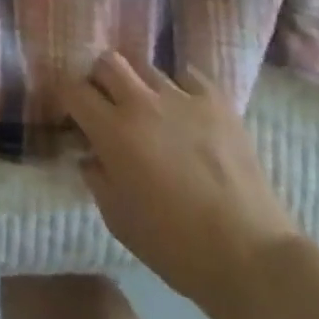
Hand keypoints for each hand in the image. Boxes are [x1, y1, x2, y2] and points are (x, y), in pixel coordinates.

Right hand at [59, 53, 304, 318]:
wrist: (251, 256)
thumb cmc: (176, 246)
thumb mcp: (117, 219)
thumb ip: (96, 176)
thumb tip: (89, 153)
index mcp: (112, 131)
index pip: (72, 89)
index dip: (67, 97)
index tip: (72, 113)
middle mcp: (141, 103)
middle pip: (107, 61)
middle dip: (100, 78)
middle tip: (107, 103)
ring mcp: (182, 97)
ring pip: (146, 66)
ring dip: (139, 84)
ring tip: (150, 108)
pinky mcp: (217, 101)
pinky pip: (186, 76)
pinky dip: (179, 87)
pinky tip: (184, 109)